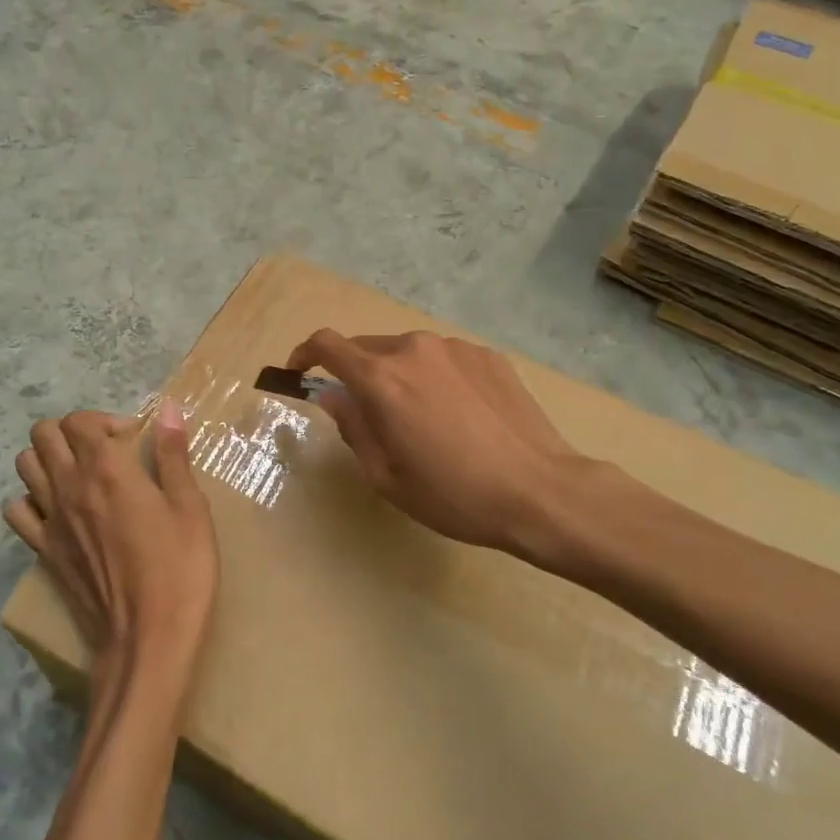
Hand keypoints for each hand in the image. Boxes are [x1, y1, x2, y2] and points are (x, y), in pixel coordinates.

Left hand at [5, 403, 218, 695]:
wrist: (148, 638)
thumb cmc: (180, 569)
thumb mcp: (190, 507)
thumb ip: (173, 455)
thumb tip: (170, 408)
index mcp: (108, 469)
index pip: (80, 420)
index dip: (105, 420)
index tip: (133, 440)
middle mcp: (70, 486)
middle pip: (44, 434)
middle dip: (73, 432)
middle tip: (106, 451)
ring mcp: (50, 520)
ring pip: (25, 465)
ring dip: (49, 459)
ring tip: (81, 475)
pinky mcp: (43, 551)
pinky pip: (17, 511)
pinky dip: (32, 500)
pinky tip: (60, 511)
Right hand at [289, 329, 594, 562]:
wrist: (540, 491)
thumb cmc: (453, 495)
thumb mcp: (386, 476)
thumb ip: (352, 426)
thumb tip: (332, 395)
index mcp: (382, 379)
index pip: (327, 344)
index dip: (304, 353)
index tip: (299, 371)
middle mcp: (414, 350)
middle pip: (367, 348)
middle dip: (355, 374)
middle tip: (369, 414)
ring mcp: (455, 348)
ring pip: (407, 353)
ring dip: (398, 375)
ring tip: (422, 419)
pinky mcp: (487, 354)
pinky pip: (444, 358)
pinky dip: (434, 377)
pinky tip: (459, 415)